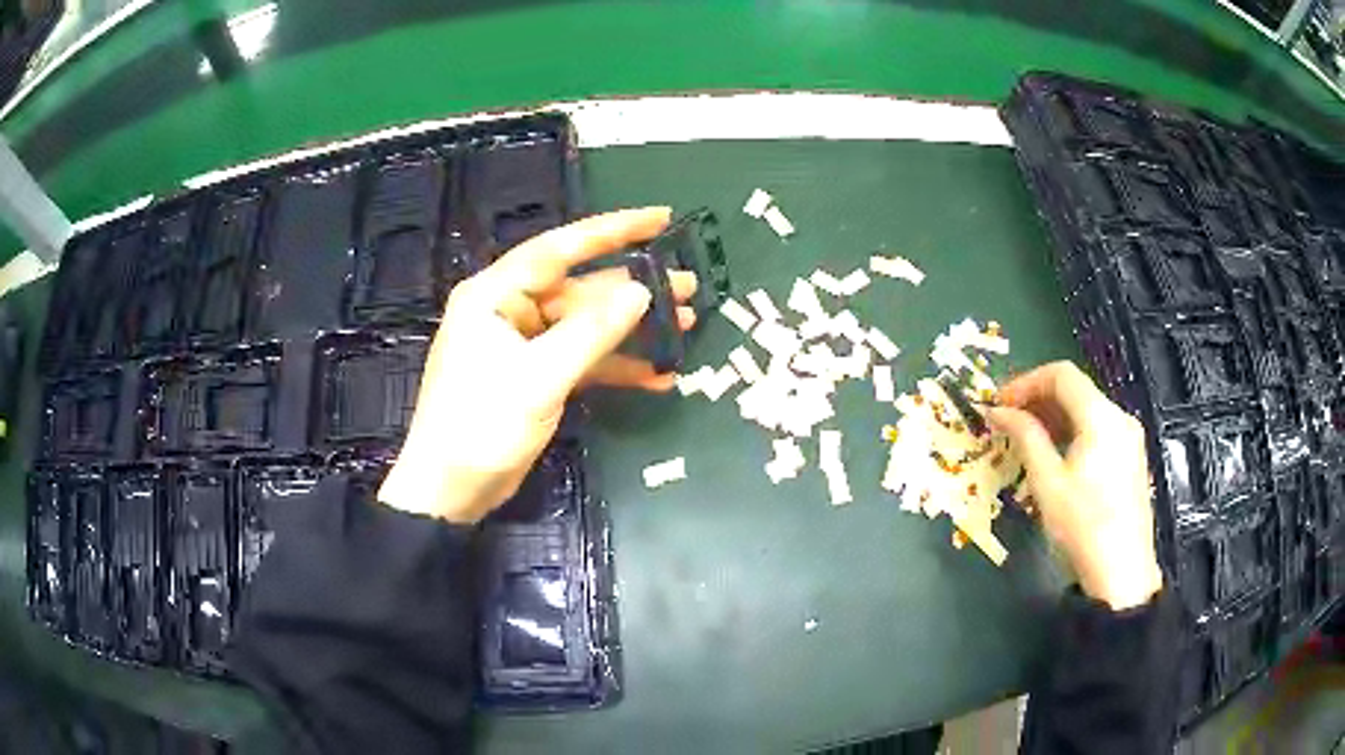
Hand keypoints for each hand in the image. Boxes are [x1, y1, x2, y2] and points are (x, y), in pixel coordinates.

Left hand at [378, 208, 697, 523]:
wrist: (450, 490)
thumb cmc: (481, 426)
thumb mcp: (539, 377)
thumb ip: (591, 333)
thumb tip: (641, 292)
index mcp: (496, 294)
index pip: (560, 248)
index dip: (613, 230)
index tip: (661, 218)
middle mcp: (509, 310)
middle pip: (580, 289)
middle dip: (634, 290)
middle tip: (689, 287)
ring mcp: (523, 344)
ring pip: (586, 326)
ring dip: (632, 330)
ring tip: (687, 327)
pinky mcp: (534, 375)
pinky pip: (581, 359)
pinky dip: (615, 367)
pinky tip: (657, 376)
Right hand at [985, 362, 1162, 610]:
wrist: (1122, 573)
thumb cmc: (1082, 526)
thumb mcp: (1048, 482)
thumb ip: (1026, 437)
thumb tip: (998, 410)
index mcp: (1101, 416)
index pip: (1061, 375)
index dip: (1026, 382)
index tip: (1000, 403)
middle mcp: (1120, 417)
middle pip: (1076, 389)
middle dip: (1038, 399)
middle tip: (1007, 421)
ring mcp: (1130, 437)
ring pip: (1087, 410)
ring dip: (1054, 417)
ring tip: (1025, 439)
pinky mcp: (1131, 457)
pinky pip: (1098, 430)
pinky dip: (1072, 432)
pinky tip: (1055, 456)